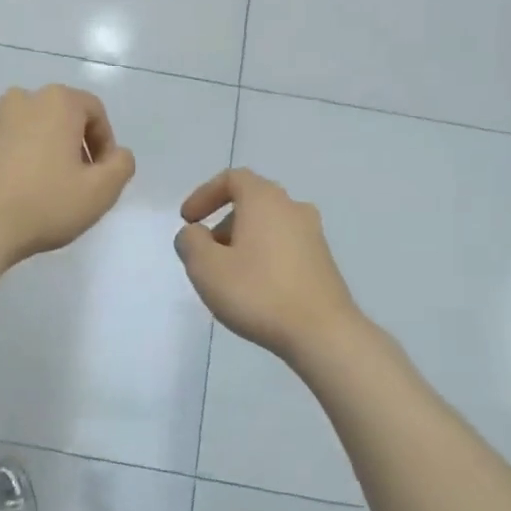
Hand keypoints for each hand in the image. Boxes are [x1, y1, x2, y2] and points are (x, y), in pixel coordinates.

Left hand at [0, 85, 135, 267]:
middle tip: (74, 182)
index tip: (102, 174)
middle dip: (70, 145)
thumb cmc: (44, 205)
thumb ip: (121, 165)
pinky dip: (7, 162)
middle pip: (57, 117)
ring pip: (24, 131)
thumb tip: (116, 154)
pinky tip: (8, 193)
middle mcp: (18, 100)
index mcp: (55, 102)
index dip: (104, 142)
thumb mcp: (101, 192)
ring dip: (37, 152)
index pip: (93, 111)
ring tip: (38, 189)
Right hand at [174, 168, 361, 361]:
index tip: (188, 220)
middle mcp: (293, 208)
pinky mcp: (322, 262)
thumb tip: (194, 234)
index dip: (204, 194)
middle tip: (204, 252)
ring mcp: (313, 236)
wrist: (322, 333)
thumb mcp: (206, 267)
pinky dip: (262, 256)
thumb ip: (190, 242)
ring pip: (268, 226)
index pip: (233, 178)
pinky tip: (253, 289)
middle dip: (222, 222)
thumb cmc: (258, 292)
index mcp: (265, 200)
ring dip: (242, 241)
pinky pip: (283, 247)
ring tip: (226, 275)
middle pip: (251, 202)